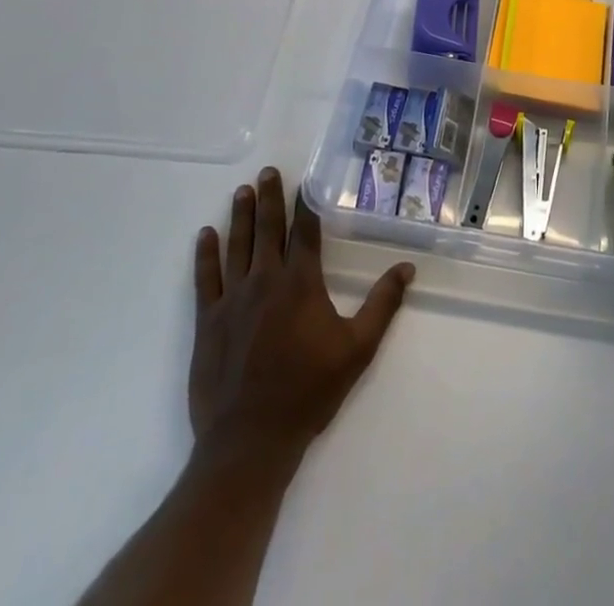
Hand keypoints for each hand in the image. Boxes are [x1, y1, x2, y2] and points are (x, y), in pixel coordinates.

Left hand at [189, 168, 413, 463]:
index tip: (304, 183)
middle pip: (268, 229)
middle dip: (270, 197)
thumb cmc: (309, 392)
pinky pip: (206, 278)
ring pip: (237, 245)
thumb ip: (382, 304)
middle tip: (267, 171)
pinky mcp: (209, 320)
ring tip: (243, 191)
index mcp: (301, 283)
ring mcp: (233, 299)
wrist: (250, 440)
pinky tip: (206, 234)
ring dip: (241, 216)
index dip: (305, 205)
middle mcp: (266, 280)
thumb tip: (407, 268)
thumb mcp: (358, 349)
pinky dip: (206, 254)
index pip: (305, 232)